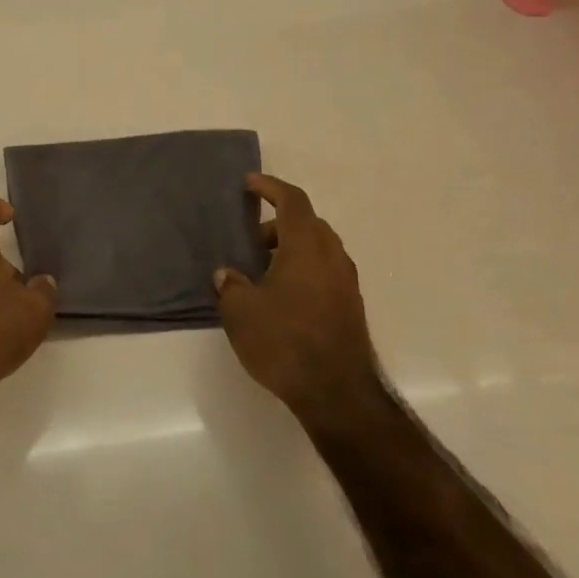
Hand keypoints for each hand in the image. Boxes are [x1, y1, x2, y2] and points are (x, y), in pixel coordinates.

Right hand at [214, 173, 381, 420]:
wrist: (337, 393)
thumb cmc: (285, 341)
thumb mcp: (241, 312)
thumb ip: (230, 285)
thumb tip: (228, 274)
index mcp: (306, 247)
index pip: (292, 201)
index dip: (270, 187)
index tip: (249, 184)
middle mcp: (332, 257)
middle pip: (308, 224)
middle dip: (278, 224)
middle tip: (250, 241)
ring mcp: (346, 284)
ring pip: (318, 250)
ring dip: (291, 249)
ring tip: (261, 271)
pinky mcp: (350, 308)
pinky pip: (324, 273)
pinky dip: (303, 270)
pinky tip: (281, 297)